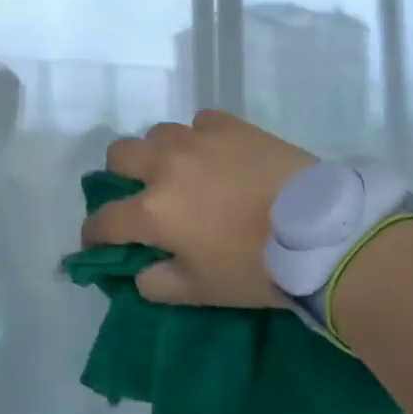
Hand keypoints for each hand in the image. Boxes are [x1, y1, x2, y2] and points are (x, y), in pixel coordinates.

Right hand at [81, 110, 315, 308]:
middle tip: (141, 196)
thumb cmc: (257, 267)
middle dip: (120, 178)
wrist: (319, 231)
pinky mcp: (230, 125)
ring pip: (158, 134)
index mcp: (153, 211)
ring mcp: (197, 140)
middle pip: (118, 156)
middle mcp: (165, 167)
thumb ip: (158, 284)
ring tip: (183, 172)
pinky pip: (200, 122)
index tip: (98, 244)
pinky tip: (217, 154)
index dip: (93, 235)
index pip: (104, 221)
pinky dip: (200, 138)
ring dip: (159, 154)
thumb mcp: (202, 291)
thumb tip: (139, 271)